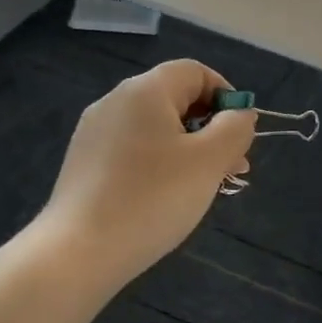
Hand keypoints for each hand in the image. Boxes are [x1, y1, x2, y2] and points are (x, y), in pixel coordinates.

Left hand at [38, 60, 255, 280]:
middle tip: (234, 166)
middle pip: (176, 100)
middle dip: (212, 128)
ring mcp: (95, 133)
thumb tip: (241, 114)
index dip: (226, 95)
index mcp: (145, 91)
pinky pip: (135, 150)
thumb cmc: (154, 197)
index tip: (241, 133)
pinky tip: (170, 197)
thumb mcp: (210, 160)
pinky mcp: (85, 163)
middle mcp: (116, 102)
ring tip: (209, 186)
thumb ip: (235, 128)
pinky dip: (162, 164)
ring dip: (190, 149)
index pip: (195, 71)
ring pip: (157, 129)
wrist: (80, 250)